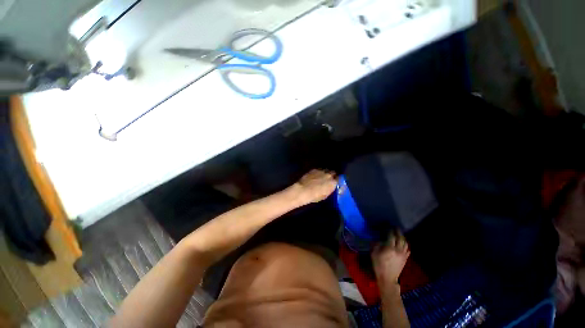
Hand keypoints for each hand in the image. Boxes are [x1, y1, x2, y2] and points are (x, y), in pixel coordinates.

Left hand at [294, 169, 337, 204]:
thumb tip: (334, 186)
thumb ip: (331, 189)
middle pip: (333, 172)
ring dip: (326, 173)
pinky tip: (316, 175)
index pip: (339, 178)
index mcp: (333, 182)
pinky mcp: (314, 169)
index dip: (337, 180)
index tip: (336, 182)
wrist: (303, 190)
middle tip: (329, 179)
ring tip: (322, 176)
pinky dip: (319, 172)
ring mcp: (321, 171)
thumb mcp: (326, 195)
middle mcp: (329, 175)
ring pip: (326, 170)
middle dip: (332, 175)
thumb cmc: (315, 196)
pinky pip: (319, 170)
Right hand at [371, 230, 409, 283]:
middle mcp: (398, 250)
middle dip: (398, 232)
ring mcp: (403, 255)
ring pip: (405, 243)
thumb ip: (376, 245)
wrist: (387, 278)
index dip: (390, 230)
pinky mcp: (405, 259)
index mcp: (389, 248)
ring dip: (403, 238)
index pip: (391, 236)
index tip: (389, 227)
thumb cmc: (378, 265)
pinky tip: (403, 244)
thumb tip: (379, 240)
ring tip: (399, 234)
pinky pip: (407, 249)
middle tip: (396, 228)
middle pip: (400, 238)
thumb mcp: (374, 253)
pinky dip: (406, 245)